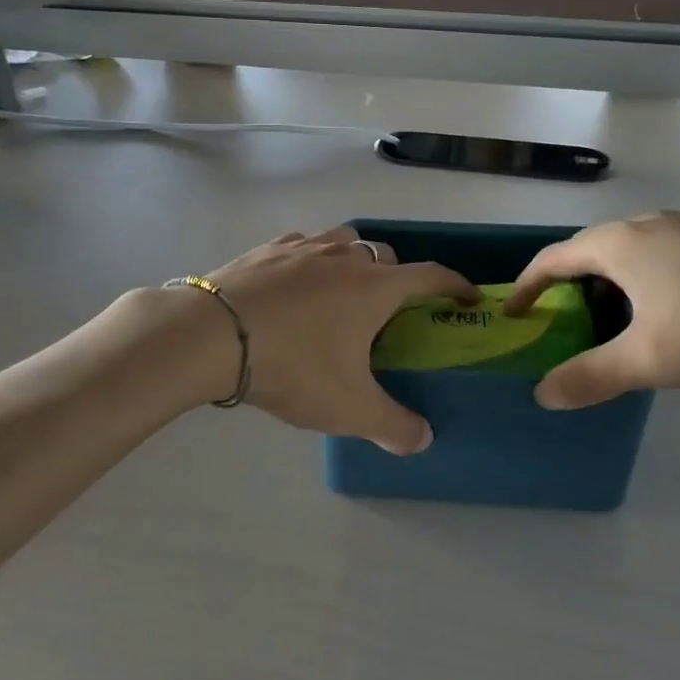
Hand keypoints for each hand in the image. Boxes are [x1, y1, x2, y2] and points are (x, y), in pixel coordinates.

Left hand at [199, 227, 476, 454]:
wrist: (212, 334)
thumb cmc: (293, 366)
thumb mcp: (348, 408)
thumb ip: (393, 426)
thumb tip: (423, 439)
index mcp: (374, 287)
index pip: (430, 275)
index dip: (455, 285)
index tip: (467, 297)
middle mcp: (345, 256)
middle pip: (385, 256)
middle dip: (396, 277)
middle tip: (387, 311)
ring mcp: (304, 247)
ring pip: (344, 241)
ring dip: (353, 261)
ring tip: (340, 293)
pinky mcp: (267, 248)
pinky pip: (303, 245)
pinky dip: (311, 260)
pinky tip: (295, 285)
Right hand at [504, 212, 679, 408]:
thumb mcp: (650, 360)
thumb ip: (591, 376)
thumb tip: (542, 395)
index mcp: (619, 244)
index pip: (553, 259)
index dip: (526, 286)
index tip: (513, 313)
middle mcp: (646, 224)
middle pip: (589, 252)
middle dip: (569, 288)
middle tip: (564, 325)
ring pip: (628, 252)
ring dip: (608, 285)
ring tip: (614, 324)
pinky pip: (660, 254)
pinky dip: (642, 280)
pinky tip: (667, 312)